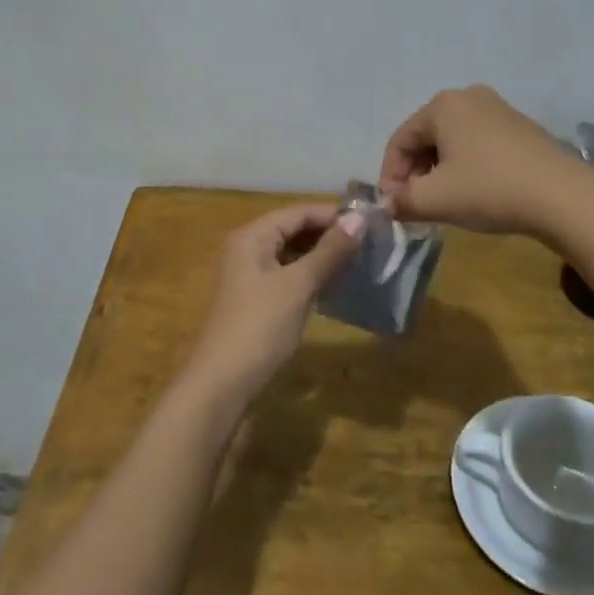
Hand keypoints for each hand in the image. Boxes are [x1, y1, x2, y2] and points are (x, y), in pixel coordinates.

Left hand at [184, 202, 361, 404]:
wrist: (223, 383)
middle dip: (328, 234)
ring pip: (291, 253)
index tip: (370, 221)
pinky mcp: (255, 300)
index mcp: (252, 236)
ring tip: (358, 260)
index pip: (297, 212)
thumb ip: (329, 251)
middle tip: (369, 241)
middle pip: (293, 229)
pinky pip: (287, 274)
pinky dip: (310, 275)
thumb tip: (359, 218)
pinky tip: (334, 284)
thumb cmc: (260, 326)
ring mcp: (249, 275)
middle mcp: (247, 248)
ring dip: (321, 255)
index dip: (332, 214)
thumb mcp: (298, 285)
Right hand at [378, 84, 575, 236]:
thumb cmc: (490, 189)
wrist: (564, 197)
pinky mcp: (521, 128)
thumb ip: (402, 201)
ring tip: (444, 203)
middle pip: (426, 138)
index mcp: (442, 106)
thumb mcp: (436, 200)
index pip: (400, 140)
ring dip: (440, 172)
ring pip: (452, 142)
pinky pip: (478, 144)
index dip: (390, 175)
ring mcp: (499, 110)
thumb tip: (387, 205)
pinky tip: (474, 193)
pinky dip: (466, 167)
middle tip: (417, 206)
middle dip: (416, 173)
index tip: (394, 207)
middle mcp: (468, 97)